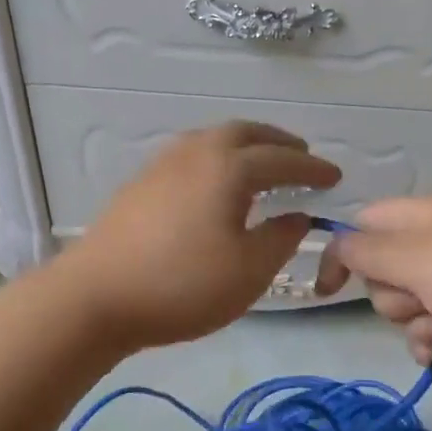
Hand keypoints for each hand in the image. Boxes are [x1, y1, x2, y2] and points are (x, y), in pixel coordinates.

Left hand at [58, 122, 339, 349]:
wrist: (96, 297)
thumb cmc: (182, 285)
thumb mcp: (248, 271)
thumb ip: (281, 239)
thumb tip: (298, 216)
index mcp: (229, 168)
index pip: (283, 159)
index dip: (312, 168)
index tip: (335, 177)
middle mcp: (196, 152)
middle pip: (245, 134)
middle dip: (278, 142)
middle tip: (300, 156)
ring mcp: (162, 165)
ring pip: (213, 140)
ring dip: (244, 146)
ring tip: (261, 166)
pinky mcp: (140, 184)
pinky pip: (191, 155)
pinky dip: (217, 159)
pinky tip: (215, 185)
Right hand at [315, 194, 431, 370]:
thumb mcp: (417, 262)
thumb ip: (367, 252)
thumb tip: (337, 244)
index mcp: (427, 212)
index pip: (365, 224)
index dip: (343, 255)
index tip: (326, 292)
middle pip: (386, 265)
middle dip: (391, 294)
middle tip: (418, 302)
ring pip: (411, 296)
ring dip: (413, 320)